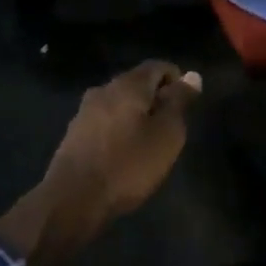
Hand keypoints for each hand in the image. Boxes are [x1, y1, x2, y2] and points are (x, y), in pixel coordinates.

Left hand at [0, 62, 202, 265]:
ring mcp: (84, 112)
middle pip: (137, 83)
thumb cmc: (128, 164)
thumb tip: (192, 75)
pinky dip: (120, 129)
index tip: (187, 105)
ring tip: (149, 143)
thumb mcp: (166, 134)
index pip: (158, 66)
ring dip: (137, 115)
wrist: (73, 199)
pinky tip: (125, 153)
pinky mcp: (74, 134)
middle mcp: (103, 90)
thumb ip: (179, 102)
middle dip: (156, 98)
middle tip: (171, 127)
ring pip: (120, 103)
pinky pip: (105, 121)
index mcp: (128, 85)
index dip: (177, 79)